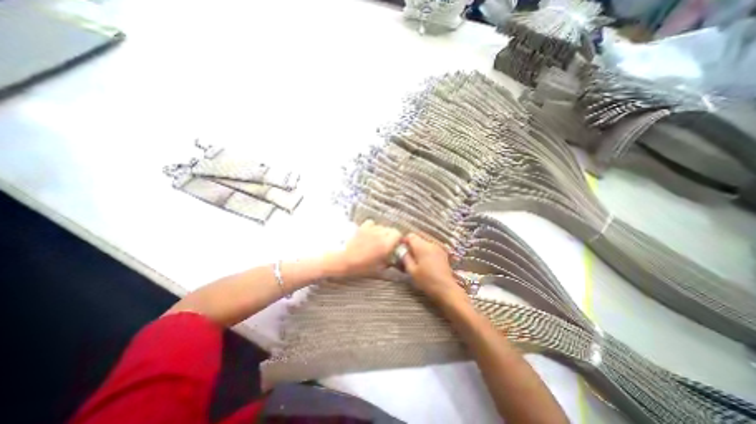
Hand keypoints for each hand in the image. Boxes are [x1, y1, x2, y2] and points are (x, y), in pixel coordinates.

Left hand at [328, 220, 403, 275]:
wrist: (342, 259)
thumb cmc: (360, 267)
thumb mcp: (377, 269)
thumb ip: (389, 263)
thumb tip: (394, 260)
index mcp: (386, 244)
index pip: (398, 234)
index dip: (398, 239)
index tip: (395, 245)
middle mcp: (380, 234)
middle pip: (390, 229)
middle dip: (390, 236)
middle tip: (386, 244)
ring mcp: (370, 229)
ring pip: (381, 226)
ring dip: (381, 232)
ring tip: (375, 240)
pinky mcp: (362, 226)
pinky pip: (371, 223)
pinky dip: (372, 227)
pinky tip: (368, 234)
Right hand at [401, 231, 467, 305]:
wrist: (445, 288)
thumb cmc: (426, 280)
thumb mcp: (411, 270)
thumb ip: (405, 257)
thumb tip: (401, 249)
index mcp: (422, 247)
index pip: (411, 236)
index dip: (404, 240)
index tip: (400, 247)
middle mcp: (431, 243)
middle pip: (418, 237)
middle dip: (411, 243)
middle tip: (406, 253)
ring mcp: (438, 247)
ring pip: (425, 241)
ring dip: (418, 246)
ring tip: (415, 257)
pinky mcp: (442, 252)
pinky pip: (431, 246)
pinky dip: (425, 249)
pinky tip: (423, 259)